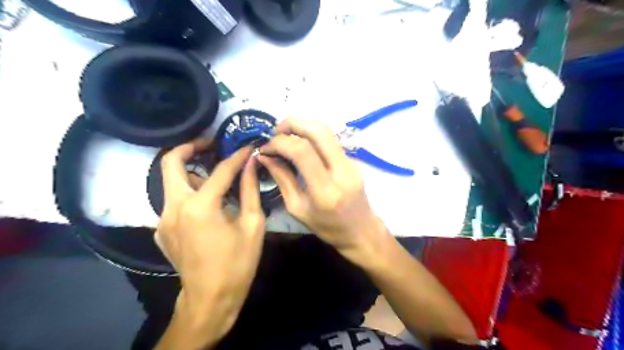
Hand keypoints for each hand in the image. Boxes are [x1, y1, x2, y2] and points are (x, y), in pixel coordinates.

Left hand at [155, 139, 265, 340]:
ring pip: (172, 182)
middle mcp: (173, 207)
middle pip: (170, 163)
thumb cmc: (237, 263)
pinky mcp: (161, 229)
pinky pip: (174, 201)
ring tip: (217, 177)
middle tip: (210, 143)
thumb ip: (250, 190)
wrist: (210, 298)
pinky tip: (209, 204)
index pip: (220, 170)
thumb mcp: (252, 225)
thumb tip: (252, 164)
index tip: (248, 147)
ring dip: (193, 173)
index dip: (237, 156)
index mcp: (200, 207)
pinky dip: (190, 193)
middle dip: (190, 147)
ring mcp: (162, 219)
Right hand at [258, 119, 385, 259]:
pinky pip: (330, 140)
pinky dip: (312, 135)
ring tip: (285, 135)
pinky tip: (300, 144)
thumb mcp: (298, 209)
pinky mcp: (353, 159)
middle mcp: (342, 171)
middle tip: (275, 131)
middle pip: (318, 130)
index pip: (302, 152)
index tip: (265, 148)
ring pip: (326, 131)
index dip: (280, 143)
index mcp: (325, 190)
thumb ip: (282, 179)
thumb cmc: (327, 227)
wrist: (361, 230)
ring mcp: (351, 162)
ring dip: (303, 126)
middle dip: (293, 123)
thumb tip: (265, 156)